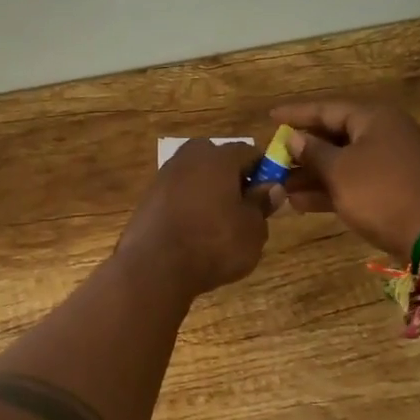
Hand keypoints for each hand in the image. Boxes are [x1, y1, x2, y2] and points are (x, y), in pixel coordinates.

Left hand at [116, 139, 270, 298]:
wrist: (154, 268)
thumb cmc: (213, 244)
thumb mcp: (252, 230)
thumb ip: (262, 204)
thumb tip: (271, 187)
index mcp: (218, 157)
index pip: (249, 152)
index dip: (263, 171)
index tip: (268, 194)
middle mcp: (189, 157)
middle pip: (218, 160)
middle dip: (232, 178)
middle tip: (243, 208)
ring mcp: (164, 176)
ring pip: (196, 176)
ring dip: (209, 192)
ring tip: (218, 224)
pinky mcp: (148, 197)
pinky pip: (178, 194)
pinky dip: (189, 206)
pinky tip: (193, 231)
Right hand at [269, 101, 419, 261]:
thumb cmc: (382, 193)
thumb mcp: (340, 171)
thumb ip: (313, 152)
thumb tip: (294, 137)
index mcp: (374, 117)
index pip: (326, 108)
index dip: (295, 113)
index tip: (269, 118)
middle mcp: (385, 133)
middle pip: (335, 134)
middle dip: (302, 149)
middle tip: (273, 157)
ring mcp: (393, 162)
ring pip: (344, 161)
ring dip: (313, 174)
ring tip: (280, 186)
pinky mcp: (396, 188)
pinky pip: (356, 181)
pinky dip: (331, 188)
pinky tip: (301, 203)